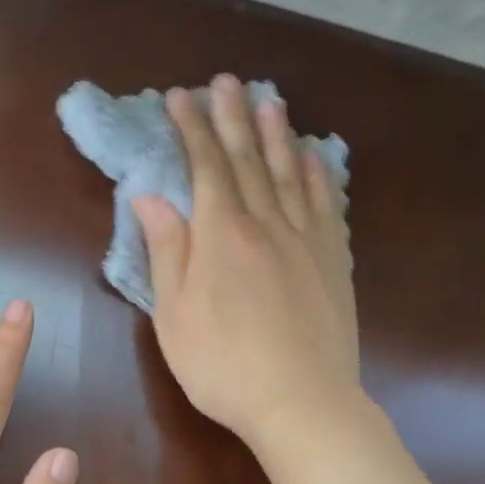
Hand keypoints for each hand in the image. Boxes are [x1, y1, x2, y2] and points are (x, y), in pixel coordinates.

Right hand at [134, 74, 359, 451]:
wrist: (303, 403)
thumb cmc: (223, 364)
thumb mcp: (174, 314)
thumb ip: (167, 250)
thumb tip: (150, 196)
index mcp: (222, 235)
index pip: (205, 167)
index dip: (191, 129)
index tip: (179, 96)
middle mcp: (266, 224)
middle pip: (248, 160)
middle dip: (233, 117)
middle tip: (227, 81)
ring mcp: (307, 241)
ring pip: (290, 174)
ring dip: (278, 134)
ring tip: (271, 100)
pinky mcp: (333, 262)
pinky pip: (327, 206)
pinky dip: (320, 176)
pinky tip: (315, 158)